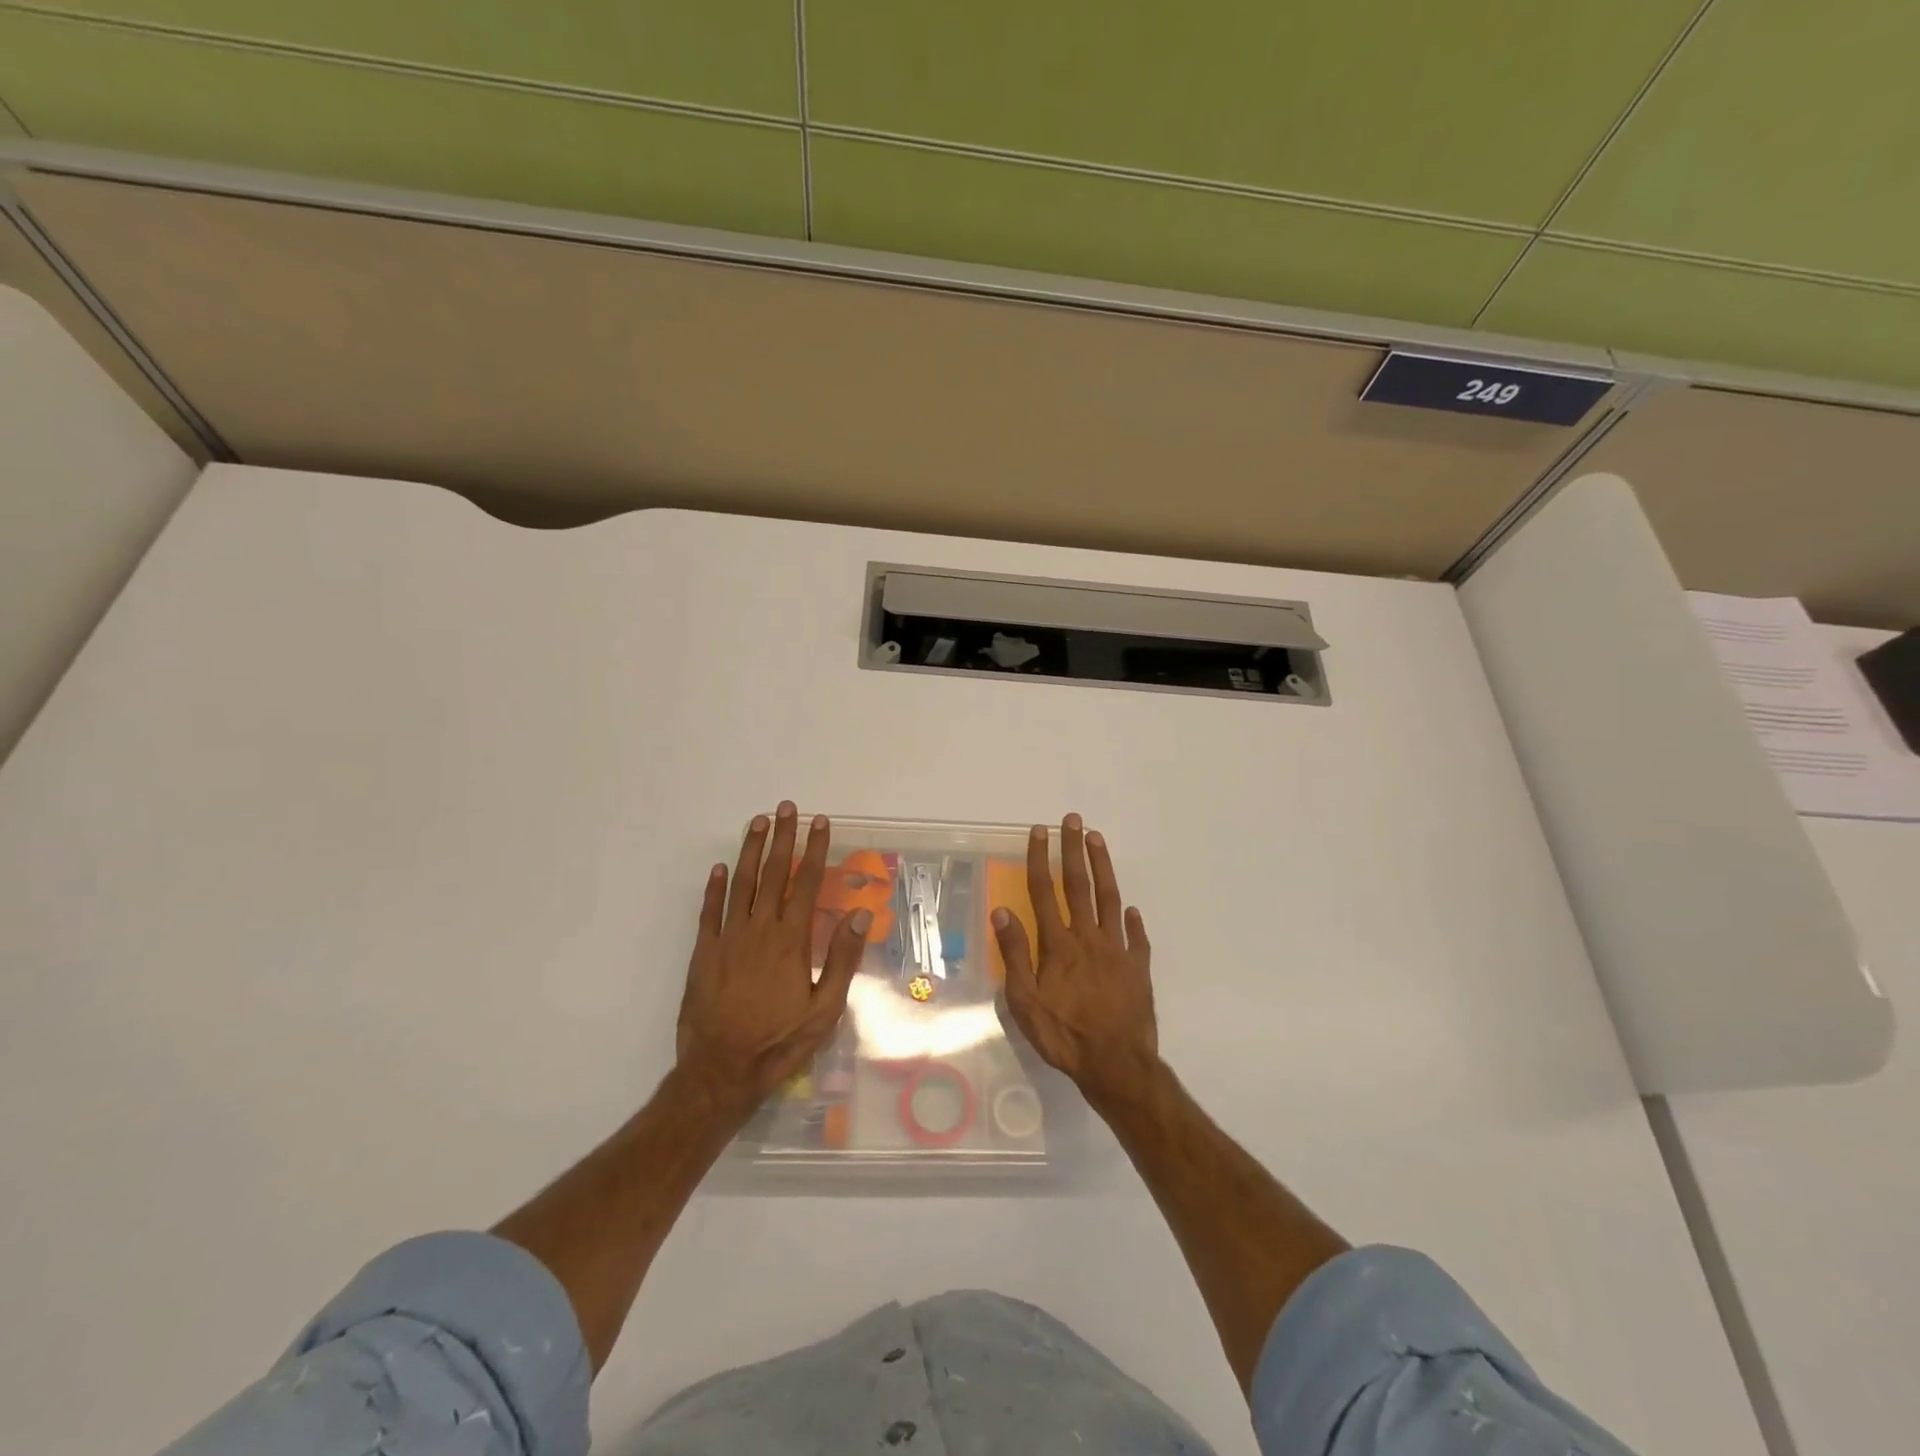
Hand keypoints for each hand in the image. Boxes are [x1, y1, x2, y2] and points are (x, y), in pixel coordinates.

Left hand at [675, 803, 870, 1121]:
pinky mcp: (704, 954)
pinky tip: (721, 868)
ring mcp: (728, 939)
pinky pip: (710, 912)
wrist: (720, 1071)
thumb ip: (842, 958)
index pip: (806, 883)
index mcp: (791, 941)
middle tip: (787, 808)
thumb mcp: (824, 1009)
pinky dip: (715, 887)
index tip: (820, 823)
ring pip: (741, 884)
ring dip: (750, 851)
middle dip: (782, 838)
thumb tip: (861, 913)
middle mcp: (759, 930)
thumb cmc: (780, 1042)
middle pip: (773, 874)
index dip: (815, 850)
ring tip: (758, 822)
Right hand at [991, 814, 1159, 1109]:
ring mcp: (1117, 949)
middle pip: (1079, 884)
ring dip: (1102, 866)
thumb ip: (1014, 954)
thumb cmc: (1064, 1034)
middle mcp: (1088, 937)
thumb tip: (1002, 912)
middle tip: (1073, 820)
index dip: (1040, 858)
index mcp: (1058, 944)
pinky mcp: (1138, 967)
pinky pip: (1135, 936)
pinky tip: (1130, 909)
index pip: (1044, 891)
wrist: (1116, 1063)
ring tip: (1098, 840)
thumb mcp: (1025, 1001)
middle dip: (1074, 849)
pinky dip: (1131, 920)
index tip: (1040, 831)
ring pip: (1109, 898)